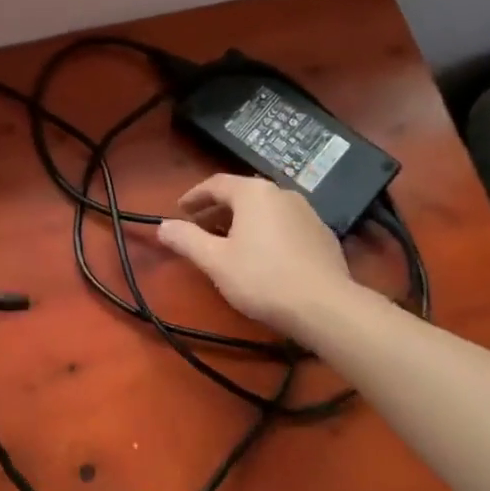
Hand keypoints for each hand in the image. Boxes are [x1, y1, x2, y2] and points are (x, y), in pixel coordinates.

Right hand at [156, 173, 358, 340]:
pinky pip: (285, 225)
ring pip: (265, 210)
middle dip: (217, 210)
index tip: (180, 210)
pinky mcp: (323, 234)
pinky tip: (262, 256)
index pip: (216, 184)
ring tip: (228, 243)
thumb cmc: (262, 278)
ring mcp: (307, 212)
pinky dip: (266, 232)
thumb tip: (162, 226)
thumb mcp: (215, 261)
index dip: (194, 196)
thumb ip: (186, 239)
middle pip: (242, 194)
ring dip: (242, 221)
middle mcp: (282, 193)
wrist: (326, 306)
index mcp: (253, 193)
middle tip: (199, 228)